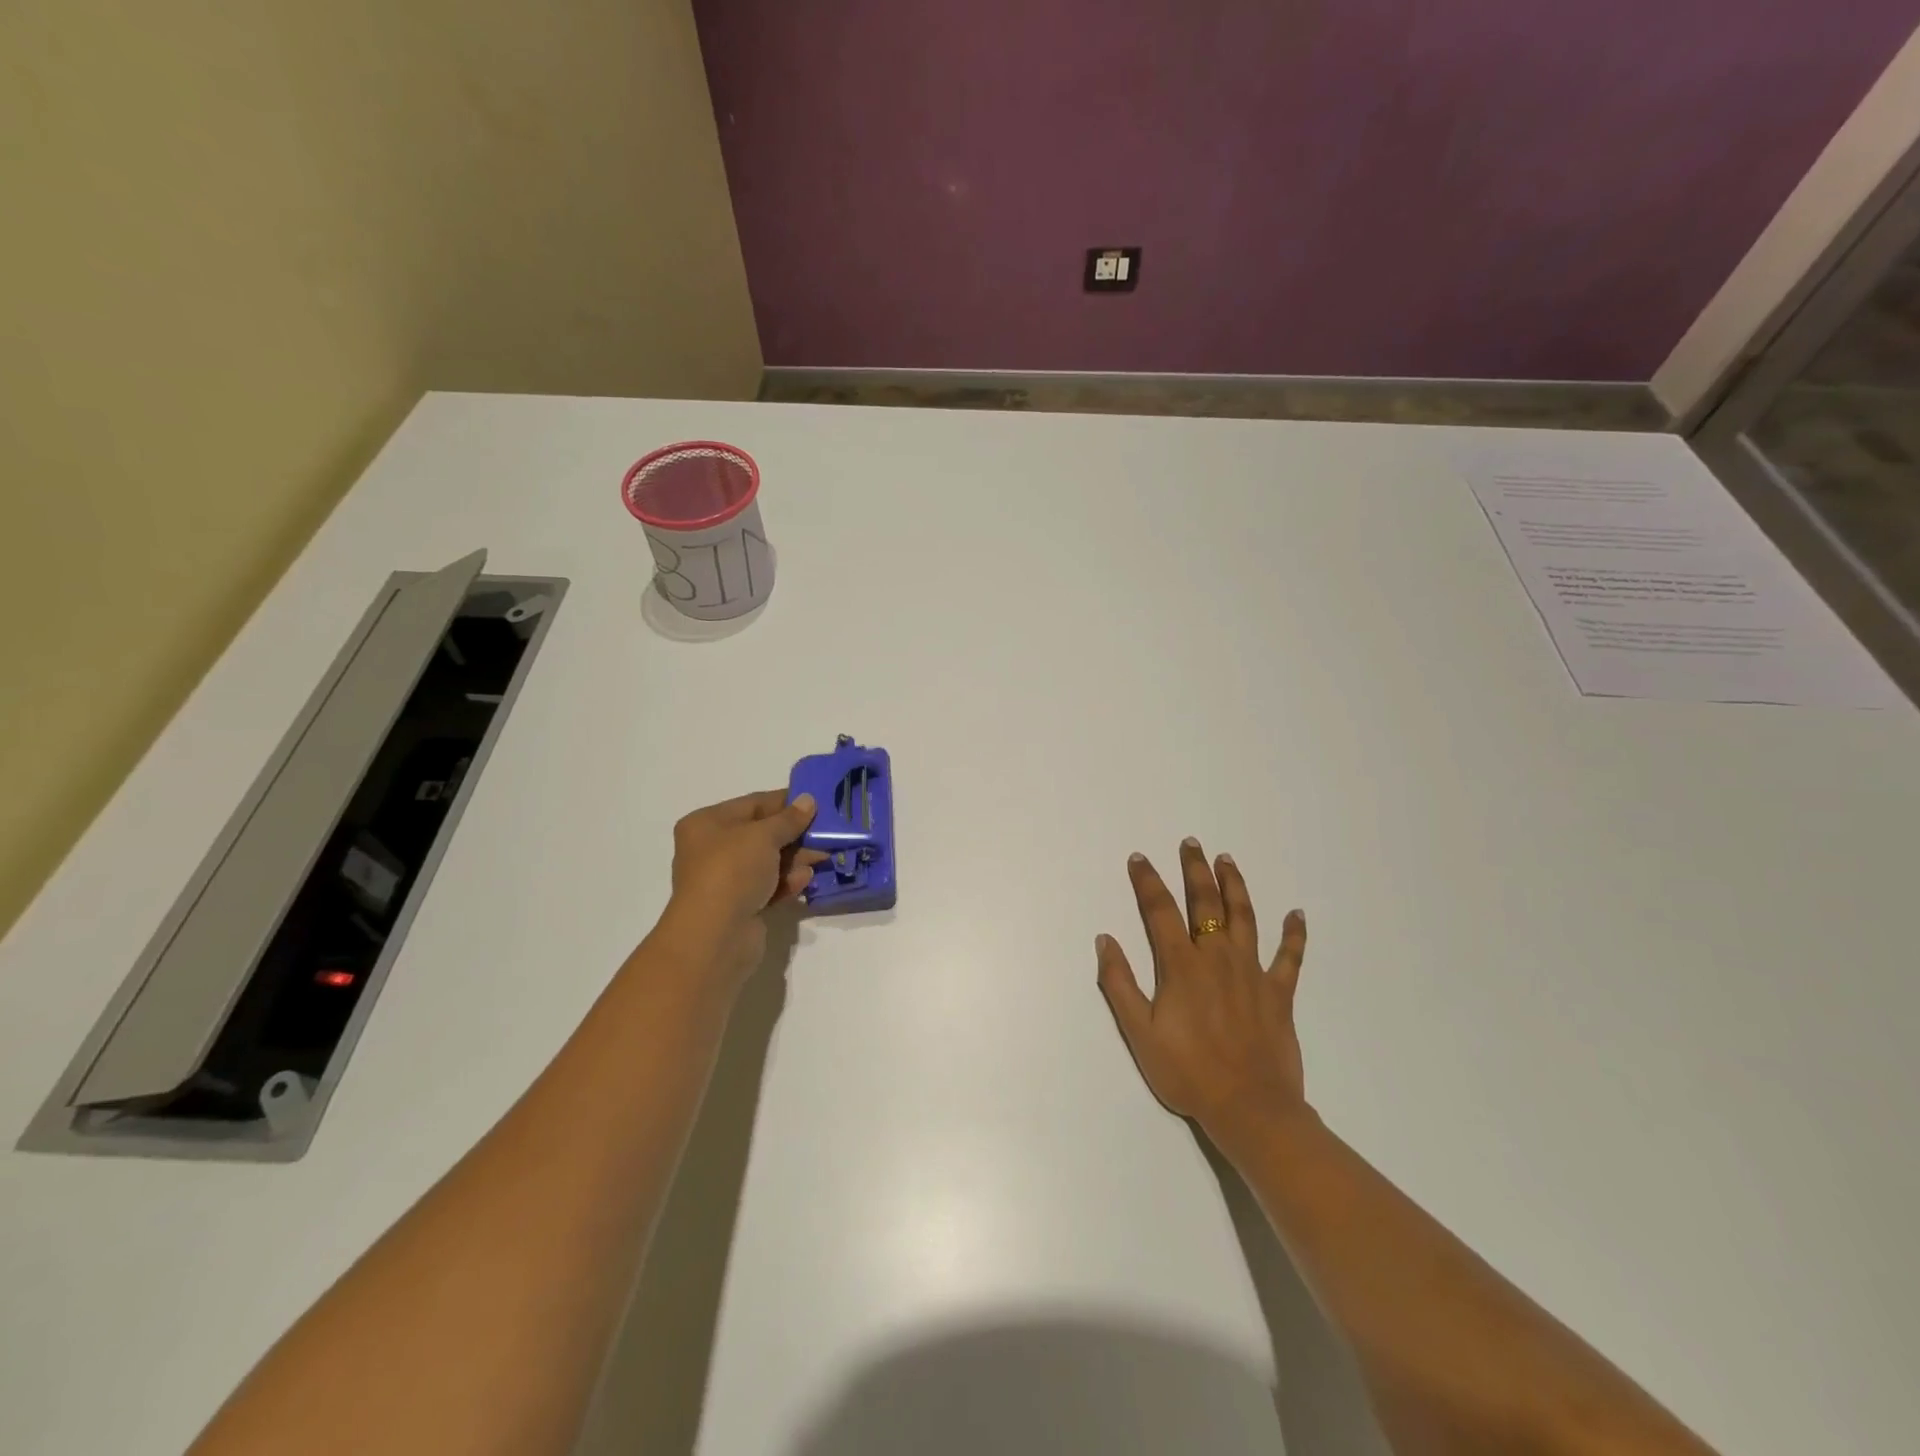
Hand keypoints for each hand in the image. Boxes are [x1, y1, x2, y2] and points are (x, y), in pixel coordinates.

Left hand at [653, 789, 824, 987]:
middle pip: (762, 834)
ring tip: (823, 857)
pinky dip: (787, 882)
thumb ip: (789, 818)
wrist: (715, 936)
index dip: (785, 802)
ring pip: (768, 862)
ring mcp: (725, 880)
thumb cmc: (732, 871)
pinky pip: (768, 886)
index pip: (753, 804)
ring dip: (796, 859)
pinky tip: (805, 881)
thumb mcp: (763, 836)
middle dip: (795, 834)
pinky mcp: (739, 906)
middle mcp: (712, 849)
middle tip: (827, 832)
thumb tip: (808, 800)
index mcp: (707, 824)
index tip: (817, 802)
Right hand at [1096, 838, 1309, 1137]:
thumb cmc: (1188, 1072)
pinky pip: (1289, 957)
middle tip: (1191, 843)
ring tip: (1227, 860)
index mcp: (1182, 966)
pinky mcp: (1278, 993)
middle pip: (1205, 903)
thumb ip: (1119, 983)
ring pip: (1244, 917)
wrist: (1250, 1108)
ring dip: (1235, 885)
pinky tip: (1296, 914)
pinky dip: (1294, 934)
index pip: (1160, 911)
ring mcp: (1252, 972)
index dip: (1148, 881)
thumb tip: (1105, 939)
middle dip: (1195, 870)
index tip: (1140, 859)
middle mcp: (1217, 958)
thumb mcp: (1139, 1032)